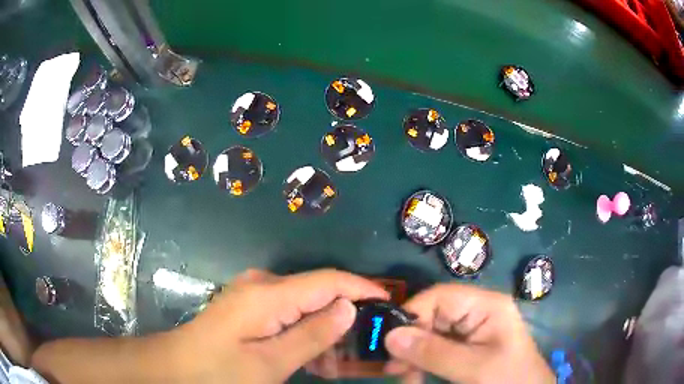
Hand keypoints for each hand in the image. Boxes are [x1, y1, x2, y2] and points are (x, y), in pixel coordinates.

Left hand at [173, 269, 388, 382]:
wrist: (176, 367)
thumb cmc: (219, 371)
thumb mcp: (270, 363)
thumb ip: (312, 335)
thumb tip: (350, 308)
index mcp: (269, 294)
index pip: (329, 280)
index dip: (362, 288)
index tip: (390, 304)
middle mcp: (263, 284)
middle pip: (318, 291)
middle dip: (344, 316)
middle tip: (363, 347)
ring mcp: (255, 294)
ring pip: (305, 305)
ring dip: (324, 329)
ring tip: (336, 361)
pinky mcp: (251, 305)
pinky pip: (289, 312)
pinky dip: (305, 332)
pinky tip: (311, 355)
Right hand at [384, 284, 553, 383]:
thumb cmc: (507, 379)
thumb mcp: (472, 368)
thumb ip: (433, 352)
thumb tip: (390, 335)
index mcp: (486, 306)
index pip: (439, 297)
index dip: (413, 315)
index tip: (391, 344)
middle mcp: (477, 312)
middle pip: (432, 316)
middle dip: (411, 342)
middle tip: (394, 368)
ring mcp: (472, 330)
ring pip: (430, 335)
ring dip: (414, 356)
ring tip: (404, 377)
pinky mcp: (467, 346)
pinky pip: (436, 349)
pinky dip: (423, 363)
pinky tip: (416, 377)